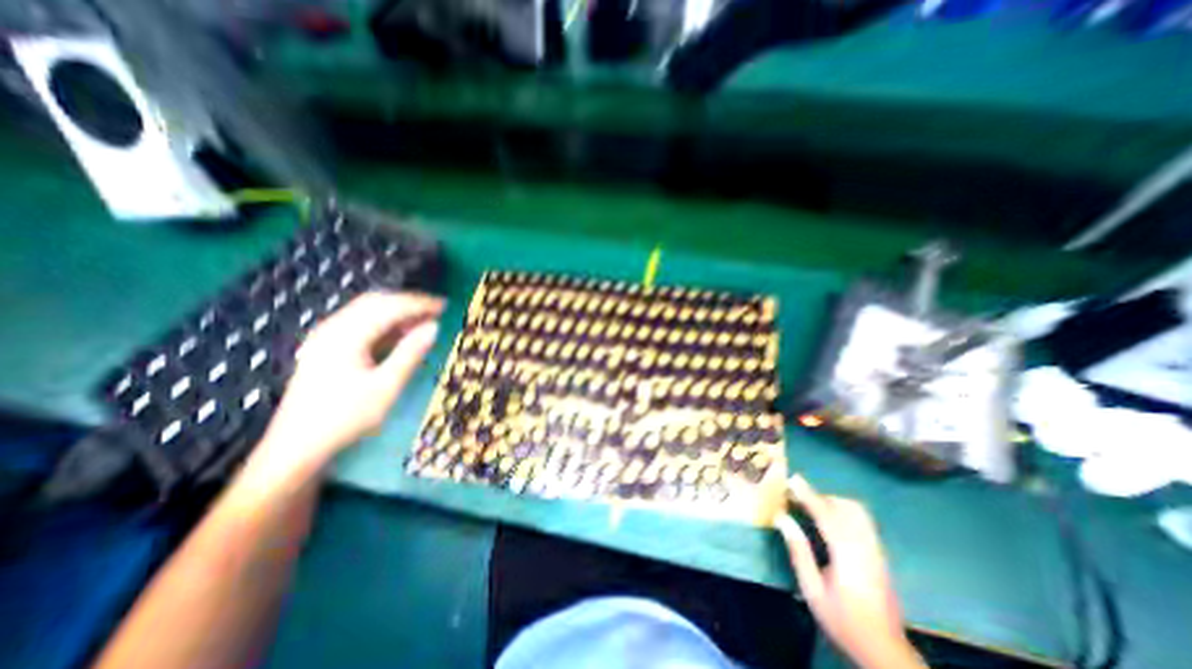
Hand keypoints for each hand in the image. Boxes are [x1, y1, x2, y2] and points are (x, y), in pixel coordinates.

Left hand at [249, 290, 440, 481]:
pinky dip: (385, 324)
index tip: (445, 306)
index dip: (419, 304)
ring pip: (367, 311)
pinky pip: (361, 324)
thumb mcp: (386, 386)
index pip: (389, 307)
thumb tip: (433, 326)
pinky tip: (399, 334)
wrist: (296, 447)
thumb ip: (410, 353)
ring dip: (397, 312)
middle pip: (376, 302)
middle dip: (408, 303)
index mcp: (346, 335)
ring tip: (424, 321)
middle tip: (437, 310)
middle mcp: (334, 328)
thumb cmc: (345, 417)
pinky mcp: (327, 348)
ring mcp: (327, 337)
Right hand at [778, 476, 924, 667]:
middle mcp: (867, 550)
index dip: (809, 496)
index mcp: (848, 558)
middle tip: (799, 496)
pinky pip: (864, 521)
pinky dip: (845, 510)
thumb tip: (782, 518)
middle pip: (847, 508)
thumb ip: (798, 551)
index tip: (793, 480)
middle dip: (821, 497)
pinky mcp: (881, 555)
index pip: (828, 517)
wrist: (885, 650)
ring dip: (834, 502)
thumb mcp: (812, 590)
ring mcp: (878, 552)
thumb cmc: (842, 620)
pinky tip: (831, 518)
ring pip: (859, 512)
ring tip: (813, 505)